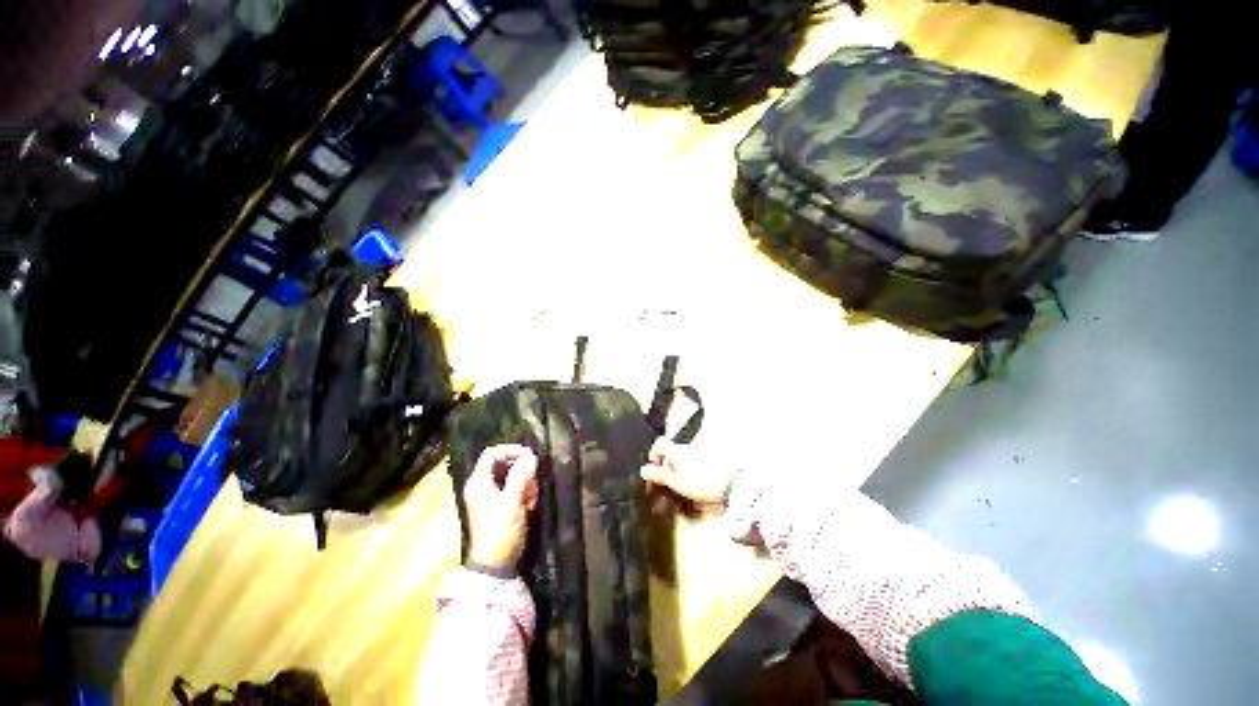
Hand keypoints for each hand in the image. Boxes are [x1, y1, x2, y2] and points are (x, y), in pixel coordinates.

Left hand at [465, 444, 538, 571]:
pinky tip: (529, 505)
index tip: (529, 457)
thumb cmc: (500, 530)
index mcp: (479, 482)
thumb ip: (521, 475)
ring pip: (511, 477)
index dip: (511, 450)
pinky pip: (512, 489)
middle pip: (504, 464)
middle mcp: (481, 486)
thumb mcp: (513, 500)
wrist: (495, 564)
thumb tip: (531, 455)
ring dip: (525, 483)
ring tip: (531, 497)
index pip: (492, 453)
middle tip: (533, 483)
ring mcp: (488, 497)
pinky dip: (522, 493)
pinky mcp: (496, 506)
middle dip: (522, 470)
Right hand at [639, 440, 736, 506]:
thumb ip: (659, 475)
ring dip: (680, 468)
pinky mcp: (711, 458)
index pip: (660, 443)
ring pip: (684, 457)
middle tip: (668, 481)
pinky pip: (696, 462)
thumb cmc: (701, 482)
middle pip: (672, 451)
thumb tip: (643, 470)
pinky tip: (697, 484)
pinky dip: (692, 470)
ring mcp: (700, 452)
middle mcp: (687, 447)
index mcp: (676, 450)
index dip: (654, 453)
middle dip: (668, 464)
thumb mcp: (676, 482)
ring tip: (683, 486)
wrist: (731, 482)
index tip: (654, 466)